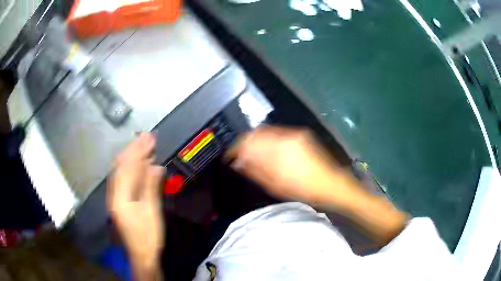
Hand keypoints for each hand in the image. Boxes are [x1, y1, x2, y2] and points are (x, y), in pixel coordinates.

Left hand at [107, 133, 163, 279]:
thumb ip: (151, 188)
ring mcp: (116, 197)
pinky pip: (123, 179)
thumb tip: (156, 166)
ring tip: (143, 145)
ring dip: (132, 157)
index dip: (138, 151)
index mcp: (120, 197)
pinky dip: (131, 169)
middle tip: (147, 136)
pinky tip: (139, 164)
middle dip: (134, 150)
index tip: (149, 138)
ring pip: (121, 171)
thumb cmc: (148, 236)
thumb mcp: (152, 213)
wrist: (142, 255)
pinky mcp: (120, 201)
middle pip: (121, 166)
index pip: (128, 168)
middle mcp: (114, 194)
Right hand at [229, 126, 407, 244]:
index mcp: (279, 148)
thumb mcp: (276, 185)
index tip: (230, 156)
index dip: (237, 147)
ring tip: (253, 156)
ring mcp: (296, 134)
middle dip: (246, 143)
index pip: (250, 140)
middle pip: (258, 133)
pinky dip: (269, 142)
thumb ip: (255, 170)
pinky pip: (279, 134)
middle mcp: (287, 135)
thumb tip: (238, 161)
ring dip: (257, 142)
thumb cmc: (304, 190)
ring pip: (268, 132)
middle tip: (240, 157)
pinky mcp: (302, 136)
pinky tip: (268, 153)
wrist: (333, 185)